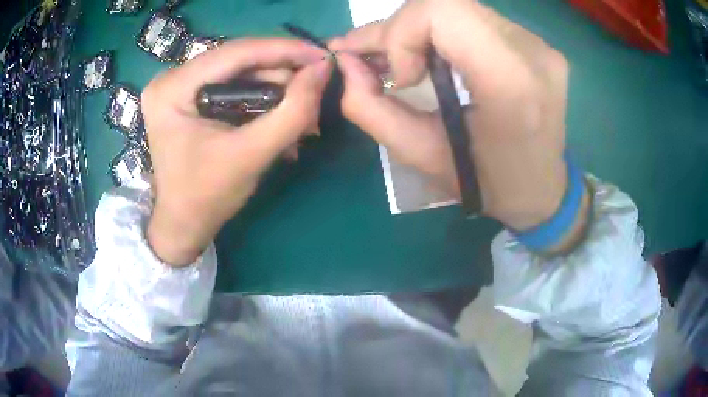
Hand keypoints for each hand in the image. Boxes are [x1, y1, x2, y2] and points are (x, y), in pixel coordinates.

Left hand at [142, 39, 331, 265]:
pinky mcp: (188, 95)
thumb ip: (292, 112)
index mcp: (172, 89)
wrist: (183, 222)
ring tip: (302, 116)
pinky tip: (280, 118)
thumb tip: (323, 70)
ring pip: (240, 71)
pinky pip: (233, 84)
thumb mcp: (252, 155)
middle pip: (238, 59)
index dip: (284, 50)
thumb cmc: (208, 196)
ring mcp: (178, 85)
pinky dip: (261, 98)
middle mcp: (171, 78)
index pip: (236, 53)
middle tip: (315, 93)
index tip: (323, 55)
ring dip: (275, 90)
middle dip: (282, 75)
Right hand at [331, 0, 575, 231]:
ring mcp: (539, 44)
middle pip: (447, 4)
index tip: (400, 77)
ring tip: (399, 60)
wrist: (541, 191)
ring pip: (459, 9)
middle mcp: (532, 52)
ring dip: (419, 30)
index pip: (443, 11)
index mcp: (510, 83)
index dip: (402, 33)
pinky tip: (433, 56)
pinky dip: (445, 34)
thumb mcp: (419, 155)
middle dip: (400, 30)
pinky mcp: (538, 44)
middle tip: (370, 56)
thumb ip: (369, 107)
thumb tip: (347, 62)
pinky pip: (477, 20)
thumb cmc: (486, 183)